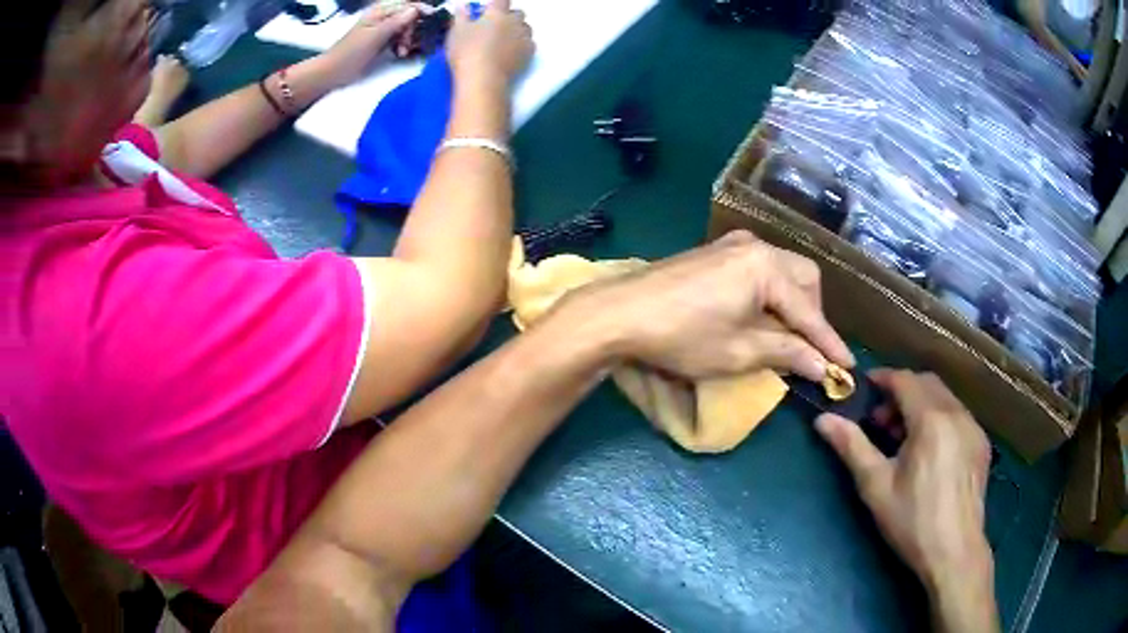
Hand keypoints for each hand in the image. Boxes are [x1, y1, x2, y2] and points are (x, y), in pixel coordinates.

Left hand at [322, 2, 428, 87]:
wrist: (334, 72)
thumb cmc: (351, 53)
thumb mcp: (376, 35)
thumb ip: (396, 21)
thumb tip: (416, 9)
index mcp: (381, 11)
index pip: (409, 5)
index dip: (421, 13)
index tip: (430, 24)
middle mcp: (384, 16)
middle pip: (410, 16)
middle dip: (414, 29)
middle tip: (408, 44)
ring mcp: (383, 29)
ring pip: (407, 28)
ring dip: (410, 39)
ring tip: (403, 52)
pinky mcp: (382, 41)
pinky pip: (400, 38)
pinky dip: (404, 45)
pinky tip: (401, 53)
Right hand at [447, 0, 533, 85]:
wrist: (483, 78)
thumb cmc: (466, 52)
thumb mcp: (456, 32)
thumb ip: (461, 16)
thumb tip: (464, 7)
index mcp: (497, 13)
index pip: (502, 0)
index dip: (495, 5)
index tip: (487, 12)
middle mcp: (515, 22)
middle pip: (518, 13)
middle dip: (509, 17)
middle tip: (494, 28)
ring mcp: (524, 37)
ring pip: (526, 28)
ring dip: (517, 30)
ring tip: (504, 40)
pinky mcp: (529, 53)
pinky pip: (529, 43)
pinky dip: (522, 45)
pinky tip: (511, 52)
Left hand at [567, 230, 853, 381]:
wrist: (619, 313)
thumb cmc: (682, 336)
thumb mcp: (740, 352)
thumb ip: (787, 353)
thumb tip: (822, 365)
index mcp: (766, 267)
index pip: (809, 311)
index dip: (829, 343)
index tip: (847, 368)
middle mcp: (755, 246)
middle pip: (803, 278)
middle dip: (812, 315)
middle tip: (810, 349)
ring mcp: (732, 245)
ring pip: (782, 270)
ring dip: (792, 303)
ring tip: (787, 336)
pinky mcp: (714, 252)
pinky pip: (759, 269)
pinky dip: (770, 293)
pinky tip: (761, 316)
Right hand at [815, 370, 998, 631]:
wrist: (954, 552)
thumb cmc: (912, 521)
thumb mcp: (876, 487)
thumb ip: (852, 447)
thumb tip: (823, 420)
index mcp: (931, 420)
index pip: (905, 380)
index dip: (883, 379)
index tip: (865, 389)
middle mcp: (957, 414)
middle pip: (927, 384)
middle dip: (902, 392)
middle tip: (881, 422)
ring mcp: (974, 428)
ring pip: (945, 398)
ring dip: (921, 405)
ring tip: (904, 439)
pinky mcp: (982, 444)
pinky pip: (958, 415)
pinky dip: (940, 418)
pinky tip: (929, 451)